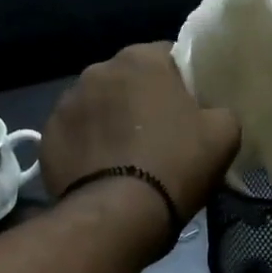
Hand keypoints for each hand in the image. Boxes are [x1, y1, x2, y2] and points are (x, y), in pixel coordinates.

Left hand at [42, 43, 240, 220]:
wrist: (118, 214)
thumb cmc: (175, 166)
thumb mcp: (224, 135)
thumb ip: (219, 110)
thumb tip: (208, 113)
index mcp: (141, 58)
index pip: (168, 57)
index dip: (181, 84)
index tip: (188, 112)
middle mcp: (97, 69)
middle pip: (127, 81)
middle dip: (139, 102)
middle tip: (156, 137)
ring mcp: (66, 102)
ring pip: (96, 107)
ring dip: (109, 122)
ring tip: (123, 158)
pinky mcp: (47, 136)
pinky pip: (74, 135)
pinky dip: (85, 147)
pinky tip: (98, 172)